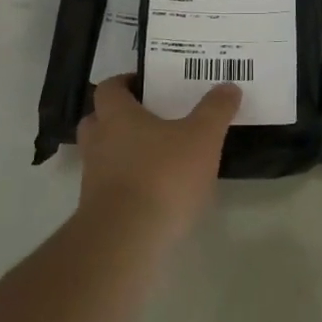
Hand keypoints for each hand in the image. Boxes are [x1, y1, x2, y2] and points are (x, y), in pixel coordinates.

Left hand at [77, 75, 239, 236]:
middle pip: (97, 120)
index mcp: (117, 116)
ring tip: (156, 156)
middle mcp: (98, 142)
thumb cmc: (163, 175)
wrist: (127, 239)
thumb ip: (216, 110)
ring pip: (103, 155)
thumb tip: (228, 86)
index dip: (126, 82)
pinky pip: (111, 186)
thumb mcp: (202, 137)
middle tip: (148, 118)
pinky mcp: (98, 210)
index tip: (147, 84)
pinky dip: (128, 184)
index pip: (110, 88)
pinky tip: (156, 192)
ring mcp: (93, 178)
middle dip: (118, 117)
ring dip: (123, 153)